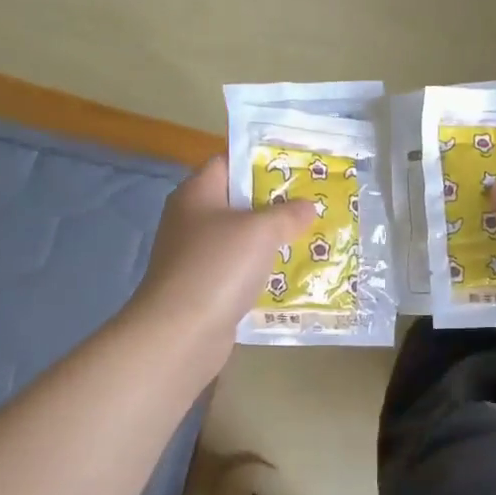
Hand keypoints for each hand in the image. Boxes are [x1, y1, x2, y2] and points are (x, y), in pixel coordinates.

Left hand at [126, 157, 313, 363]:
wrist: (181, 332)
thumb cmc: (219, 266)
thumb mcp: (260, 231)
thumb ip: (287, 214)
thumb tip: (308, 206)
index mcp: (197, 194)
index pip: (229, 163)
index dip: (262, 162)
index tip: (298, 169)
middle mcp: (192, 220)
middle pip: (238, 203)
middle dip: (275, 205)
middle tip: (314, 206)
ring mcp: (196, 257)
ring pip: (241, 241)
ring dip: (272, 242)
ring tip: (311, 240)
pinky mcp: (204, 288)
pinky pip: (239, 272)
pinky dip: (262, 273)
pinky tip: (291, 277)